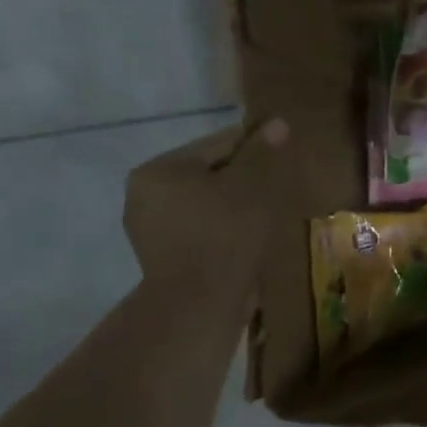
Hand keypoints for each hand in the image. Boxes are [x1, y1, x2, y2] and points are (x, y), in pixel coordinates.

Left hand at [122, 119, 299, 291]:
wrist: (200, 304)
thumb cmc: (225, 234)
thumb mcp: (251, 185)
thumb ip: (262, 152)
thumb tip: (277, 122)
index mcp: (159, 169)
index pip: (218, 144)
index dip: (256, 148)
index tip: (282, 159)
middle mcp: (144, 194)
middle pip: (208, 173)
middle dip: (243, 179)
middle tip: (277, 190)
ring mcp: (149, 229)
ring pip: (205, 202)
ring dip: (234, 204)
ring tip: (265, 216)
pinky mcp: (162, 256)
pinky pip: (200, 228)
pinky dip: (223, 227)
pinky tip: (246, 238)